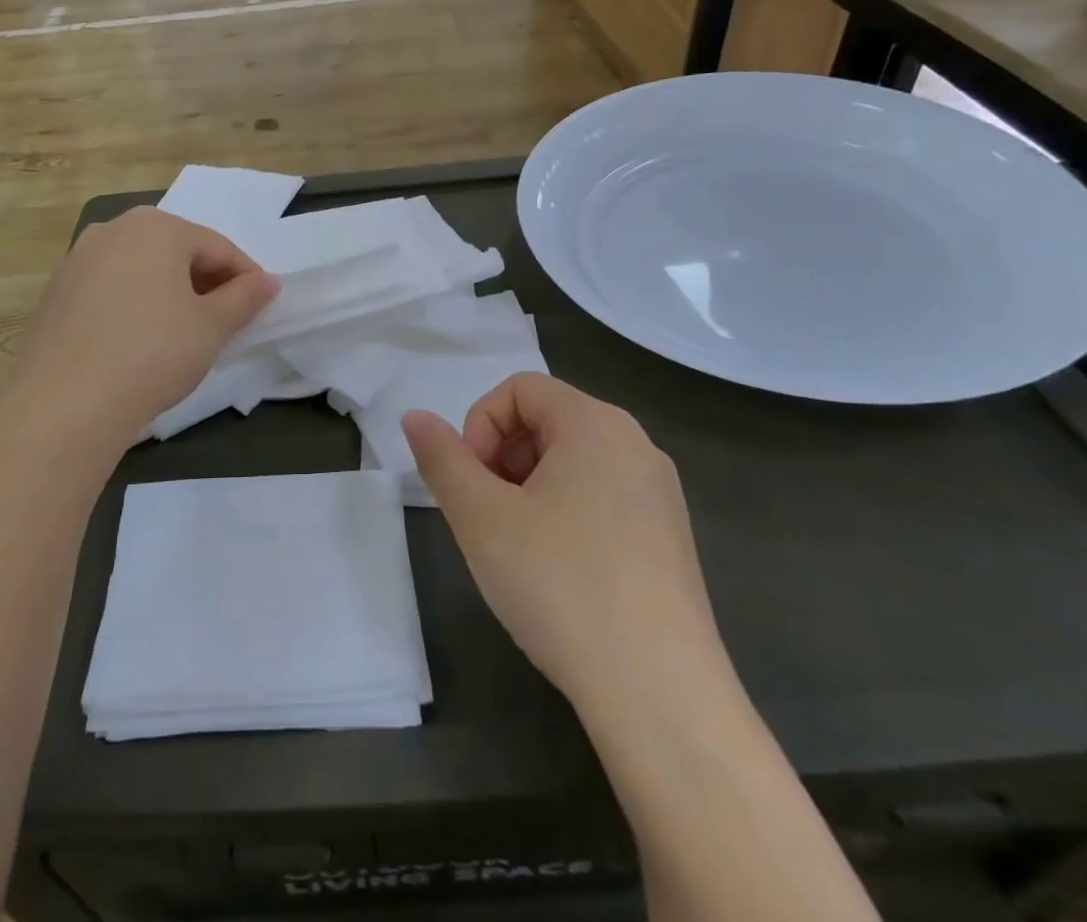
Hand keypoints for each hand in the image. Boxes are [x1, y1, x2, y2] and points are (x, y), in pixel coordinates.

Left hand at [9, 207, 277, 450]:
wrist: (64, 404)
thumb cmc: (153, 353)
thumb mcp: (211, 327)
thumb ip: (244, 298)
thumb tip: (268, 282)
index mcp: (156, 227)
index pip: (216, 247)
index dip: (245, 276)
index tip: (262, 305)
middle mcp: (113, 230)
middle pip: (176, 252)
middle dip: (206, 282)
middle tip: (226, 320)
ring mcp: (77, 259)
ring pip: (140, 269)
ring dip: (169, 293)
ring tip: (185, 332)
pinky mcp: (55, 292)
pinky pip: (109, 289)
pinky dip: (133, 305)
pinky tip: (139, 341)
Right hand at [403, 374, 727, 713]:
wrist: (661, 697)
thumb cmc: (561, 585)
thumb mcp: (481, 517)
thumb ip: (441, 458)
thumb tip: (415, 417)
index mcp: (597, 423)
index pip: (520, 389)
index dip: (480, 425)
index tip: (471, 483)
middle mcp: (636, 445)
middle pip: (547, 421)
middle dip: (503, 458)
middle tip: (488, 518)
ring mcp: (659, 495)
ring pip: (573, 463)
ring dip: (530, 489)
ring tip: (518, 549)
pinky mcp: (670, 540)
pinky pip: (602, 499)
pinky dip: (565, 515)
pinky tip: (558, 574)